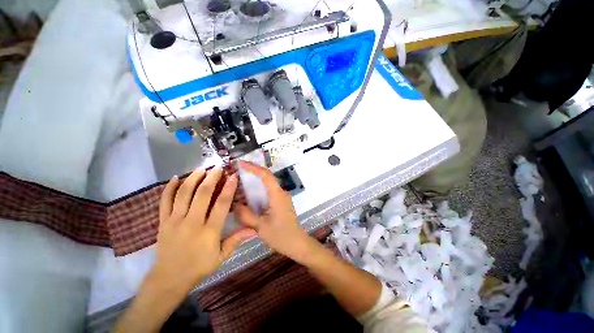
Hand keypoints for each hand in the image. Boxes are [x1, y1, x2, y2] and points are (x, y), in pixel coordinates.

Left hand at [151, 168, 256, 290]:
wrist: (169, 278)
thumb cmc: (199, 267)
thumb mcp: (221, 256)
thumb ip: (237, 240)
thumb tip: (255, 229)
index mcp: (209, 231)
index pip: (221, 204)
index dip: (228, 188)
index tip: (233, 176)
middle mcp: (192, 222)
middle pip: (202, 194)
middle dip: (212, 178)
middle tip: (218, 167)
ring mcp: (175, 221)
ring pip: (184, 194)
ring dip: (193, 178)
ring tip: (202, 168)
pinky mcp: (163, 222)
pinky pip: (164, 201)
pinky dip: (169, 188)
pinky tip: (176, 177)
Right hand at [235, 161, 316, 263]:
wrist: (297, 243)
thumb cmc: (280, 235)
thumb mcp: (260, 226)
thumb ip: (246, 215)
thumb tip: (234, 204)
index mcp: (277, 195)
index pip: (266, 175)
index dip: (253, 167)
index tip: (241, 163)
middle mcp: (281, 192)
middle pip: (267, 178)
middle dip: (253, 173)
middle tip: (237, 172)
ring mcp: (282, 197)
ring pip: (267, 185)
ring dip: (255, 183)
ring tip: (239, 184)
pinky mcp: (281, 203)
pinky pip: (269, 192)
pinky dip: (258, 191)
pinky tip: (249, 197)